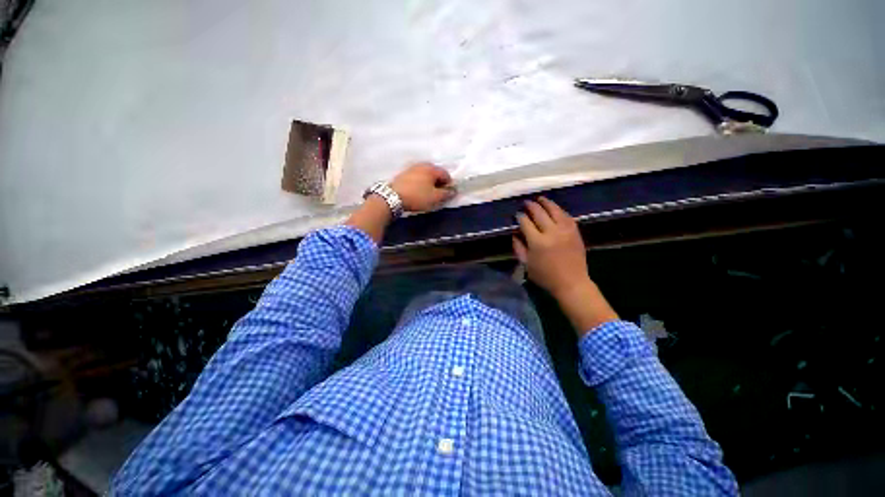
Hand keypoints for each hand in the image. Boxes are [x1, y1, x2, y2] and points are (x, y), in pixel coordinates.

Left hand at [390, 162, 455, 211]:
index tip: (446, 195)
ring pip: (425, 176)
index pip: (446, 174)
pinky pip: (416, 178)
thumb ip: (447, 193)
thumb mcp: (435, 198)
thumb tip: (454, 190)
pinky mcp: (403, 174)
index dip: (449, 185)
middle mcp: (422, 165)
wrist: (392, 197)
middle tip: (437, 196)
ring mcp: (411, 168)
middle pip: (435, 174)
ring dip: (429, 184)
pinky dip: (420, 184)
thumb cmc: (417, 197)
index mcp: (432, 168)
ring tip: (427, 195)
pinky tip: (417, 192)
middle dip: (438, 184)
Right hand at [512, 197, 588, 296]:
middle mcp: (551, 232)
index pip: (526, 222)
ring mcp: (565, 230)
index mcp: (537, 242)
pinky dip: (559, 210)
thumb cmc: (545, 276)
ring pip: (554, 210)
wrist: (572, 283)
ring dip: (546, 203)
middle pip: (539, 213)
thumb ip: (518, 247)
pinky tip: (554, 208)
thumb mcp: (526, 264)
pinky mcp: (575, 231)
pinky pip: (566, 216)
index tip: (517, 214)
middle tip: (526, 202)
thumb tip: (515, 233)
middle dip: (531, 206)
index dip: (520, 216)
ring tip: (539, 198)